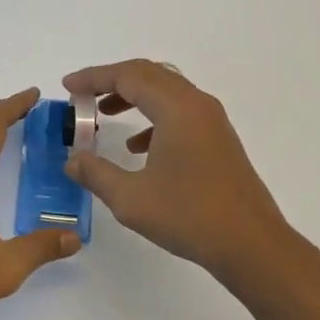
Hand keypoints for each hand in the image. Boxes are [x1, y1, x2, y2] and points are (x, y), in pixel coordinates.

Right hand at [64, 60, 292, 279]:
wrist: (252, 245)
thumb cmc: (190, 217)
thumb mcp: (131, 198)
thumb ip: (96, 173)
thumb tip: (72, 160)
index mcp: (176, 108)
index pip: (128, 76)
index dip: (93, 78)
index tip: (67, 86)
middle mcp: (196, 104)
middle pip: (148, 74)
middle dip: (111, 81)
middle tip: (82, 95)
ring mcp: (211, 120)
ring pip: (165, 90)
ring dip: (132, 96)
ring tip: (104, 114)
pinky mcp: (218, 138)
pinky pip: (179, 110)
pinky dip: (153, 116)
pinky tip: (138, 147)